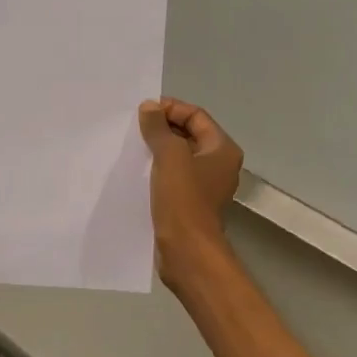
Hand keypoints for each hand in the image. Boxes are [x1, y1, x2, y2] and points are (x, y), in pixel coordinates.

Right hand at [138, 99, 243, 282]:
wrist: (186, 249)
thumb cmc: (183, 198)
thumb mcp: (169, 156)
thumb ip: (158, 128)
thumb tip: (149, 106)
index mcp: (222, 149)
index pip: (196, 115)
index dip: (170, 109)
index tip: (143, 111)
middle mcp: (219, 164)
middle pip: (189, 134)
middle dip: (163, 128)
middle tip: (135, 127)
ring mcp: (205, 185)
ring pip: (180, 156)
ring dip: (158, 149)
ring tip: (133, 146)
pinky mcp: (190, 202)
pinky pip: (174, 176)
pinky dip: (158, 169)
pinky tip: (138, 170)